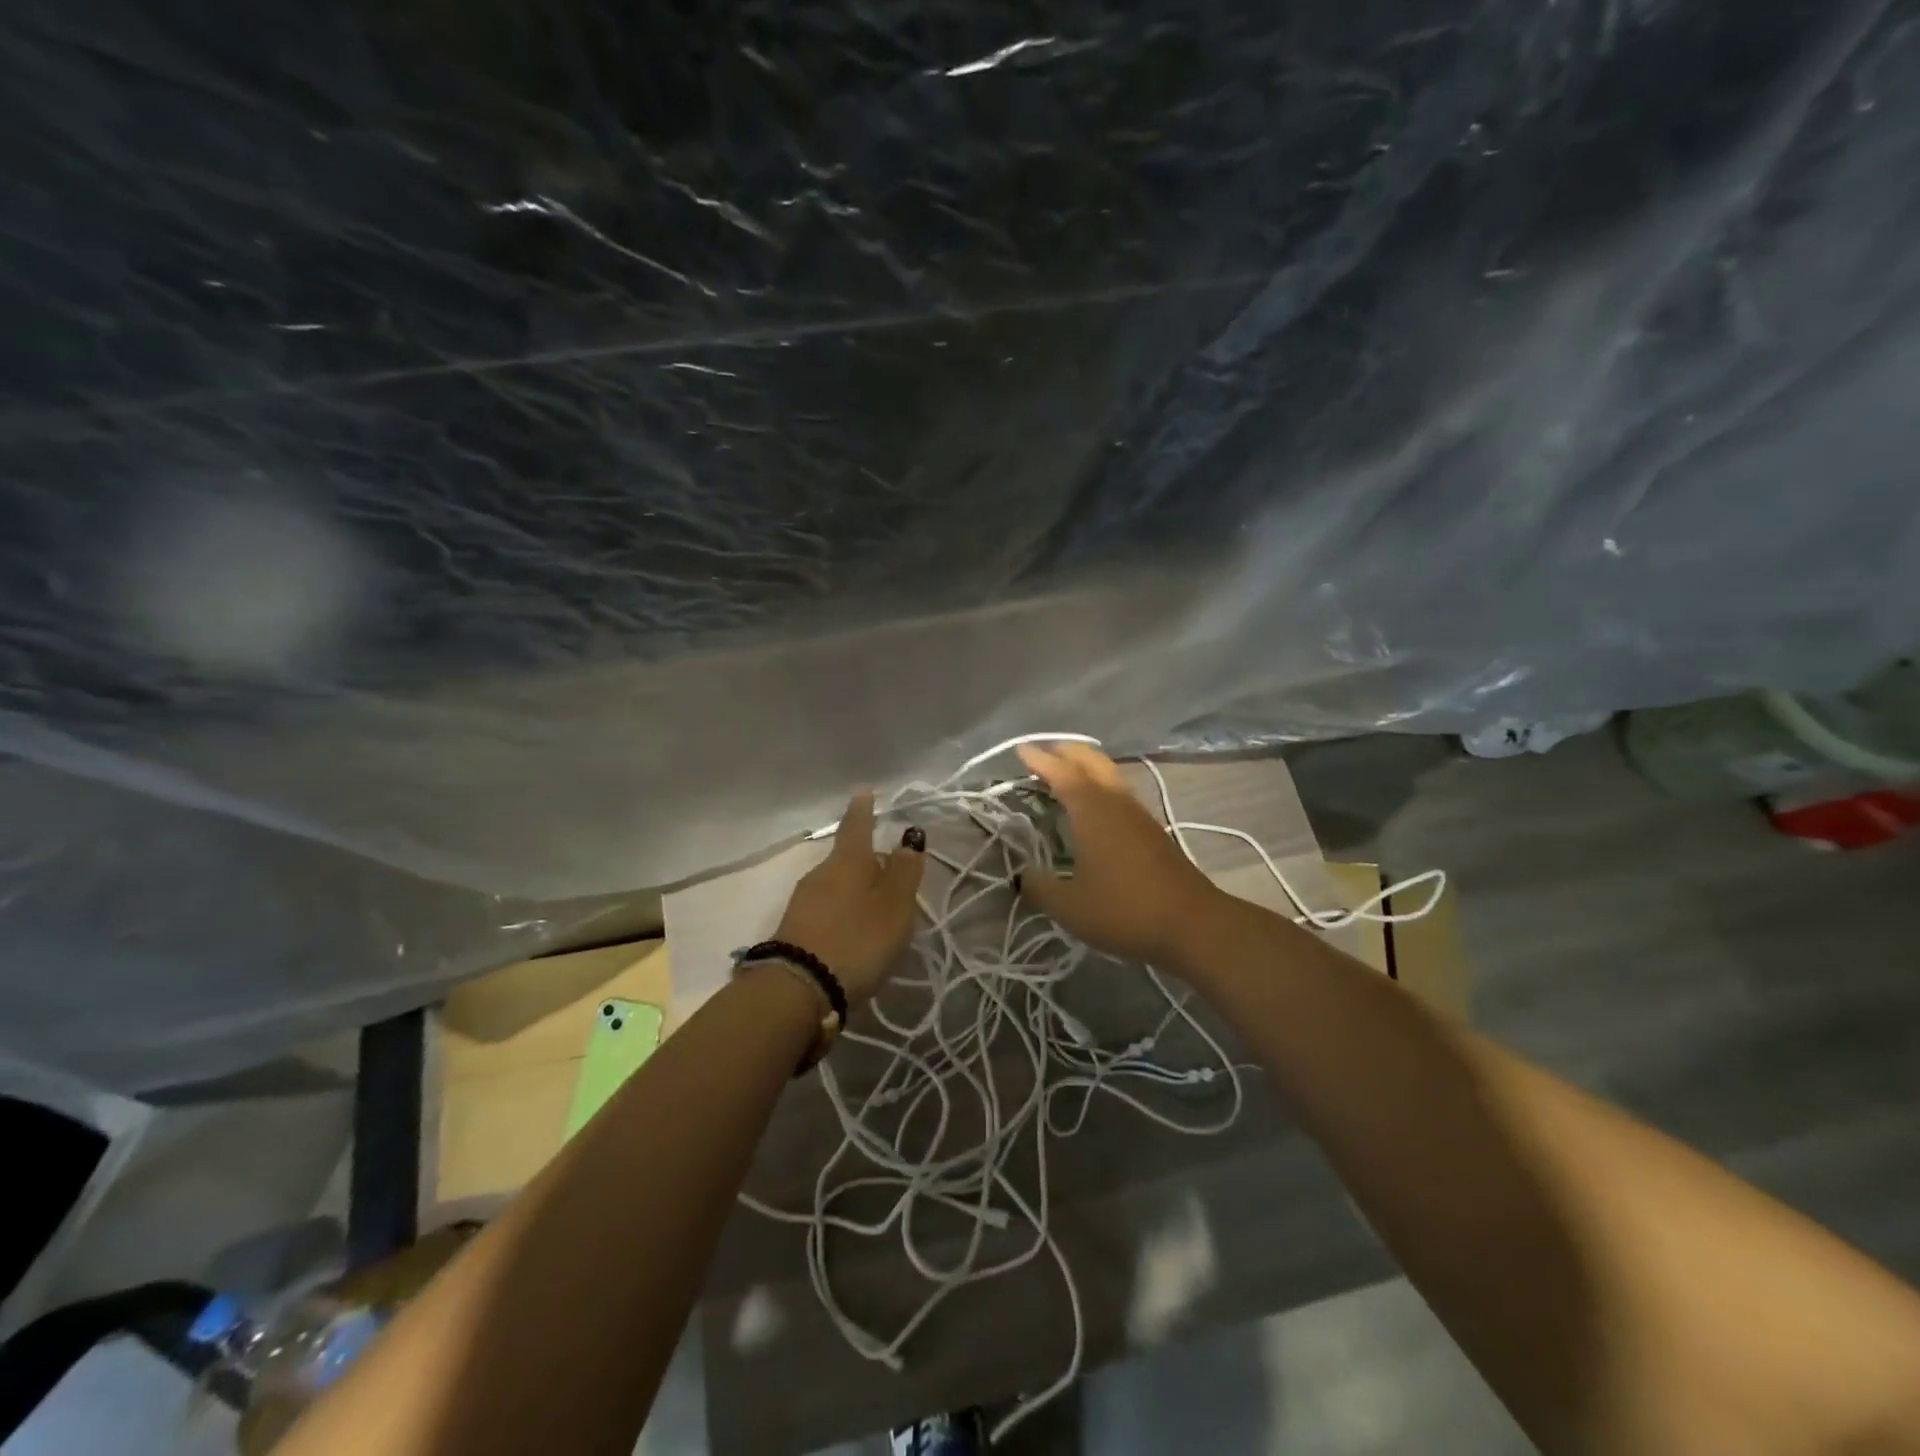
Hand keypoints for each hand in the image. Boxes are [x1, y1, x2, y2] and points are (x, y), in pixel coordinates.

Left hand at [773, 790, 926, 1006]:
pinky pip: (825, 906)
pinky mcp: (795, 928)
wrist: (799, 988)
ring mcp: (804, 900)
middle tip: (887, 864)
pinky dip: (841, 908)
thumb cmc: (858, 939)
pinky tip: (852, 927)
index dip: (863, 809)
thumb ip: (904, 871)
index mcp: (849, 861)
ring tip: (874, 902)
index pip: (857, 826)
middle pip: (847, 857)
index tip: (863, 790)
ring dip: (854, 886)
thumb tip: (908, 836)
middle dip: (865, 857)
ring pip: (835, 882)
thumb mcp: (894, 906)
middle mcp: (822, 872)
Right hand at [1015, 743, 1220, 965]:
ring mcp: (1138, 814)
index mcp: (1092, 809)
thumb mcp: (1069, 907)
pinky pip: (1120, 792)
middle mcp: (1116, 801)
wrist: (1193, 924)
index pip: (1061, 772)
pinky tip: (1095, 807)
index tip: (1021, 750)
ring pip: (1110, 774)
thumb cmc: (1125, 910)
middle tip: (1043, 755)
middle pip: (1091, 760)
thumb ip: (1039, 887)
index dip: (1039, 759)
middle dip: (1066, 752)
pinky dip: (1100, 786)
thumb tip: (1021, 874)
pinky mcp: (1153, 830)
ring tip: (1066, 775)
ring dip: (1086, 766)